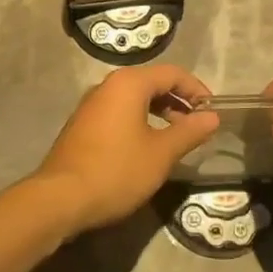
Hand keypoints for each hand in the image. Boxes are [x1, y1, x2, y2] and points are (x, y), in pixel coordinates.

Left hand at [34, 64, 218, 234]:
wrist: (60, 198)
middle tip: (196, 126)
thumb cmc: (117, 170)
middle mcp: (108, 85)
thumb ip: (189, 132)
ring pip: (134, 98)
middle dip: (178, 101)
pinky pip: (119, 112)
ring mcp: (92, 104)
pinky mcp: (82, 124)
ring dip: (159, 112)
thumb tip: (212, 117)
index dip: (196, 89)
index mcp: (129, 83)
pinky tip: (146, 147)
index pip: (172, 73)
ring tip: (175, 138)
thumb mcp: (161, 154)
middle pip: (152, 82)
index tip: (212, 111)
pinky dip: (139, 121)